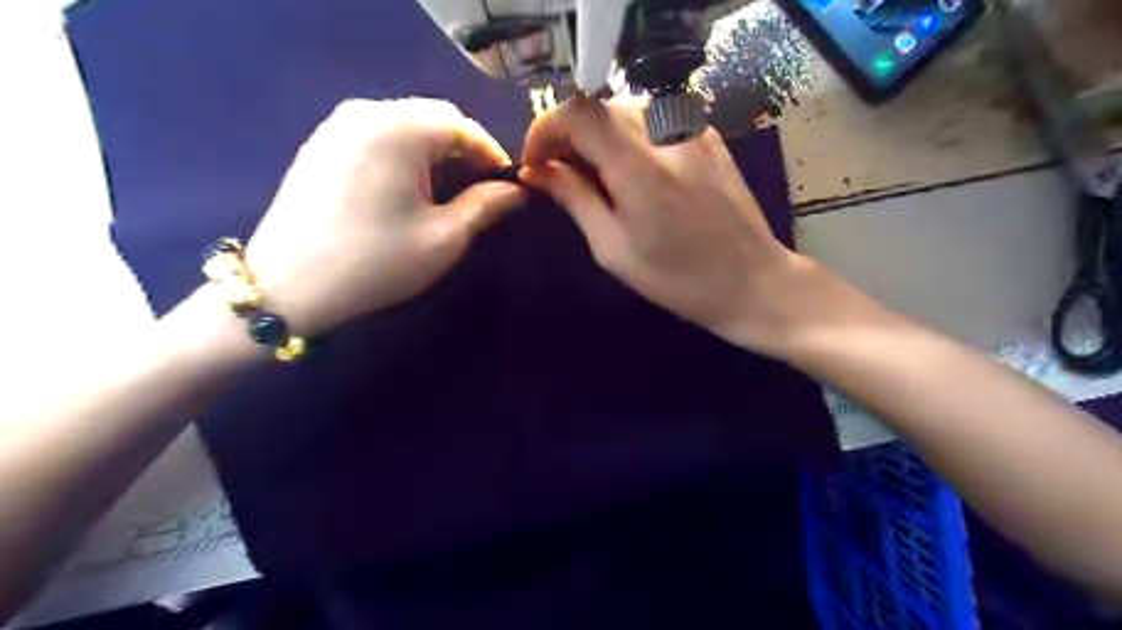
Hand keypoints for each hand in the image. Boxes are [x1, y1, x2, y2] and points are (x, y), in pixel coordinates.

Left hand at [247, 100, 525, 335]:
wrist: (289, 288)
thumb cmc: (377, 261)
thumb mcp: (445, 237)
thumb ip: (487, 206)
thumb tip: (517, 191)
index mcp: (400, 128)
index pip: (463, 126)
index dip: (492, 155)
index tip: (509, 186)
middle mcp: (366, 112)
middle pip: (433, 118)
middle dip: (464, 150)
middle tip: (481, 189)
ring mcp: (337, 125)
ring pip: (404, 125)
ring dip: (434, 151)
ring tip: (448, 189)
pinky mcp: (320, 144)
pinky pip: (377, 135)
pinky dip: (403, 153)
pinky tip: (406, 187)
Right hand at [521, 96, 812, 355]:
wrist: (751, 281)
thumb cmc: (677, 279)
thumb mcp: (614, 248)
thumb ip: (574, 200)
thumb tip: (537, 171)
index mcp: (639, 167)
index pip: (577, 112)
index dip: (545, 129)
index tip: (535, 163)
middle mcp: (667, 133)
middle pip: (599, 106)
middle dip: (569, 135)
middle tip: (561, 176)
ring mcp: (693, 129)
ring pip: (625, 109)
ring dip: (598, 135)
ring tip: (595, 177)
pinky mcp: (708, 135)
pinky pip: (654, 119)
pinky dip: (629, 137)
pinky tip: (633, 172)